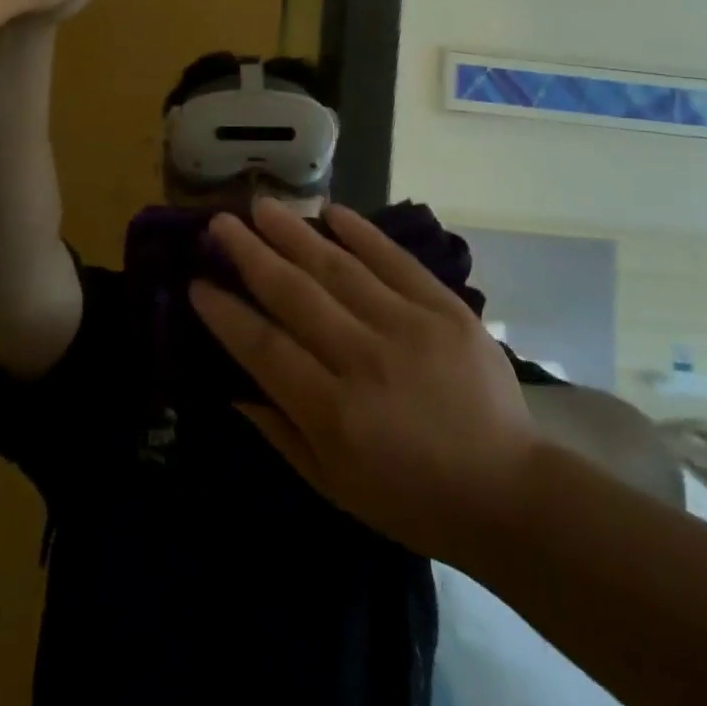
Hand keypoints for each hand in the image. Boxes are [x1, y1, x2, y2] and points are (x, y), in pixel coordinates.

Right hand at [190, 199, 541, 567]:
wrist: (508, 491)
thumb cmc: (412, 499)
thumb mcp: (334, 485)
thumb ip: (280, 431)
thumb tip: (232, 387)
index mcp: (334, 412)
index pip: (265, 348)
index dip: (226, 314)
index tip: (197, 283)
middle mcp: (365, 359)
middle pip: (295, 294)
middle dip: (250, 254)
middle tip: (219, 223)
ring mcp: (409, 326)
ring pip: (338, 267)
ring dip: (294, 232)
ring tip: (261, 206)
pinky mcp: (445, 308)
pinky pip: (395, 260)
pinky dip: (362, 233)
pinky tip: (331, 211)